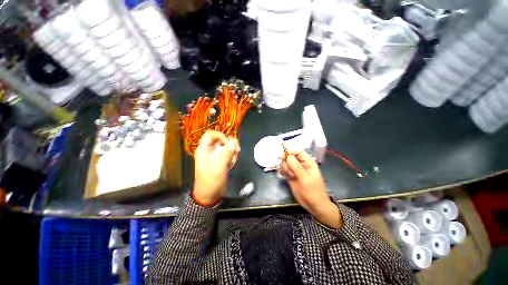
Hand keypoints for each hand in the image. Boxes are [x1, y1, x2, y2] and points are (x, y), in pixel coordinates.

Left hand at [193, 130, 239, 205]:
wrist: (210, 194)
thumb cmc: (211, 179)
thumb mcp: (219, 164)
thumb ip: (227, 151)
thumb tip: (234, 140)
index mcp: (204, 149)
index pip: (211, 134)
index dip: (220, 135)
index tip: (229, 143)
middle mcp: (210, 151)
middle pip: (221, 140)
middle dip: (230, 145)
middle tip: (236, 152)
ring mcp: (216, 156)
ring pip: (226, 147)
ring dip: (232, 151)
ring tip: (233, 160)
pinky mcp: (221, 161)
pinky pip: (228, 154)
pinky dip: (232, 157)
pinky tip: (233, 163)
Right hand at [279, 150, 342, 228]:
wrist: (313, 205)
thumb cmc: (313, 191)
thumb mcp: (305, 179)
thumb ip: (297, 167)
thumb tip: (288, 156)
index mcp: (308, 162)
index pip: (298, 151)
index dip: (290, 151)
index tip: (282, 155)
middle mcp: (300, 164)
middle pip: (290, 156)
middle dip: (286, 161)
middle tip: (288, 170)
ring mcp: (295, 170)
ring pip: (285, 162)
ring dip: (285, 167)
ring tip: (289, 175)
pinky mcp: (290, 175)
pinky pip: (284, 169)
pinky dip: (283, 171)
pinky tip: (286, 176)